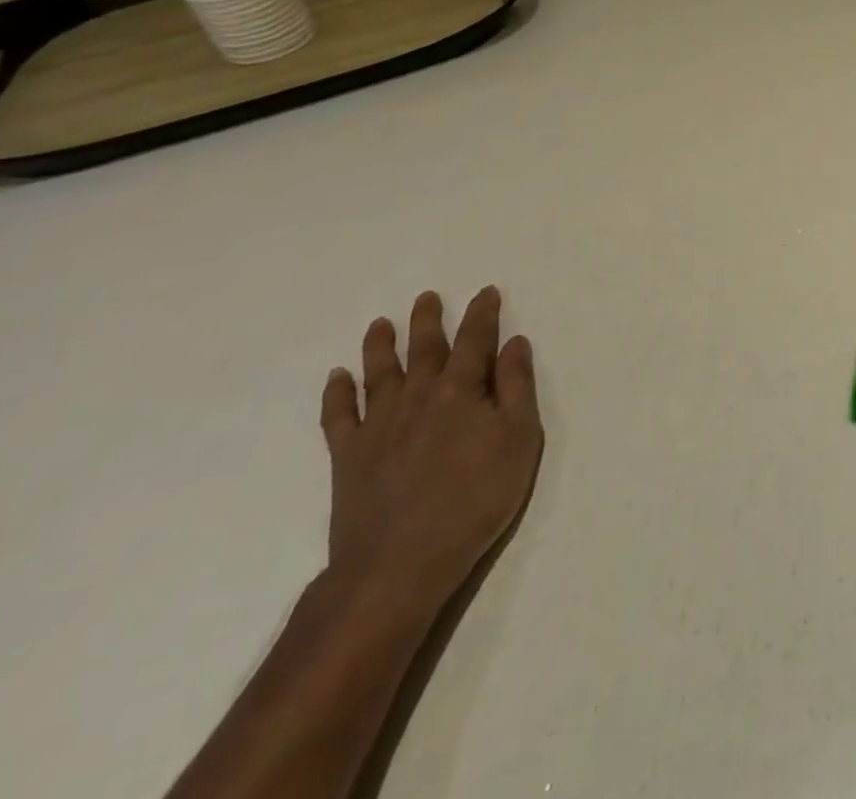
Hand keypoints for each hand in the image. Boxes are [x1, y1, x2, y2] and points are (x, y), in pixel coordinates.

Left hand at [320, 288, 542, 612]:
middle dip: (428, 320)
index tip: (487, 292)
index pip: (475, 340)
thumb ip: (517, 388)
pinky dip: (337, 394)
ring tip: (380, 324)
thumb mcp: (519, 440)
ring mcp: (378, 425)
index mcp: (461, 390)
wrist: (399, 563)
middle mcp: (417, 396)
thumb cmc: (475, 499)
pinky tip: (337, 377)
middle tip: (427, 297)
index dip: (482, 314)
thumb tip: (514, 343)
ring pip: (379, 373)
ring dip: (380, 346)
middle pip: (424, 349)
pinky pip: (339, 416)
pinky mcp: (348, 456)